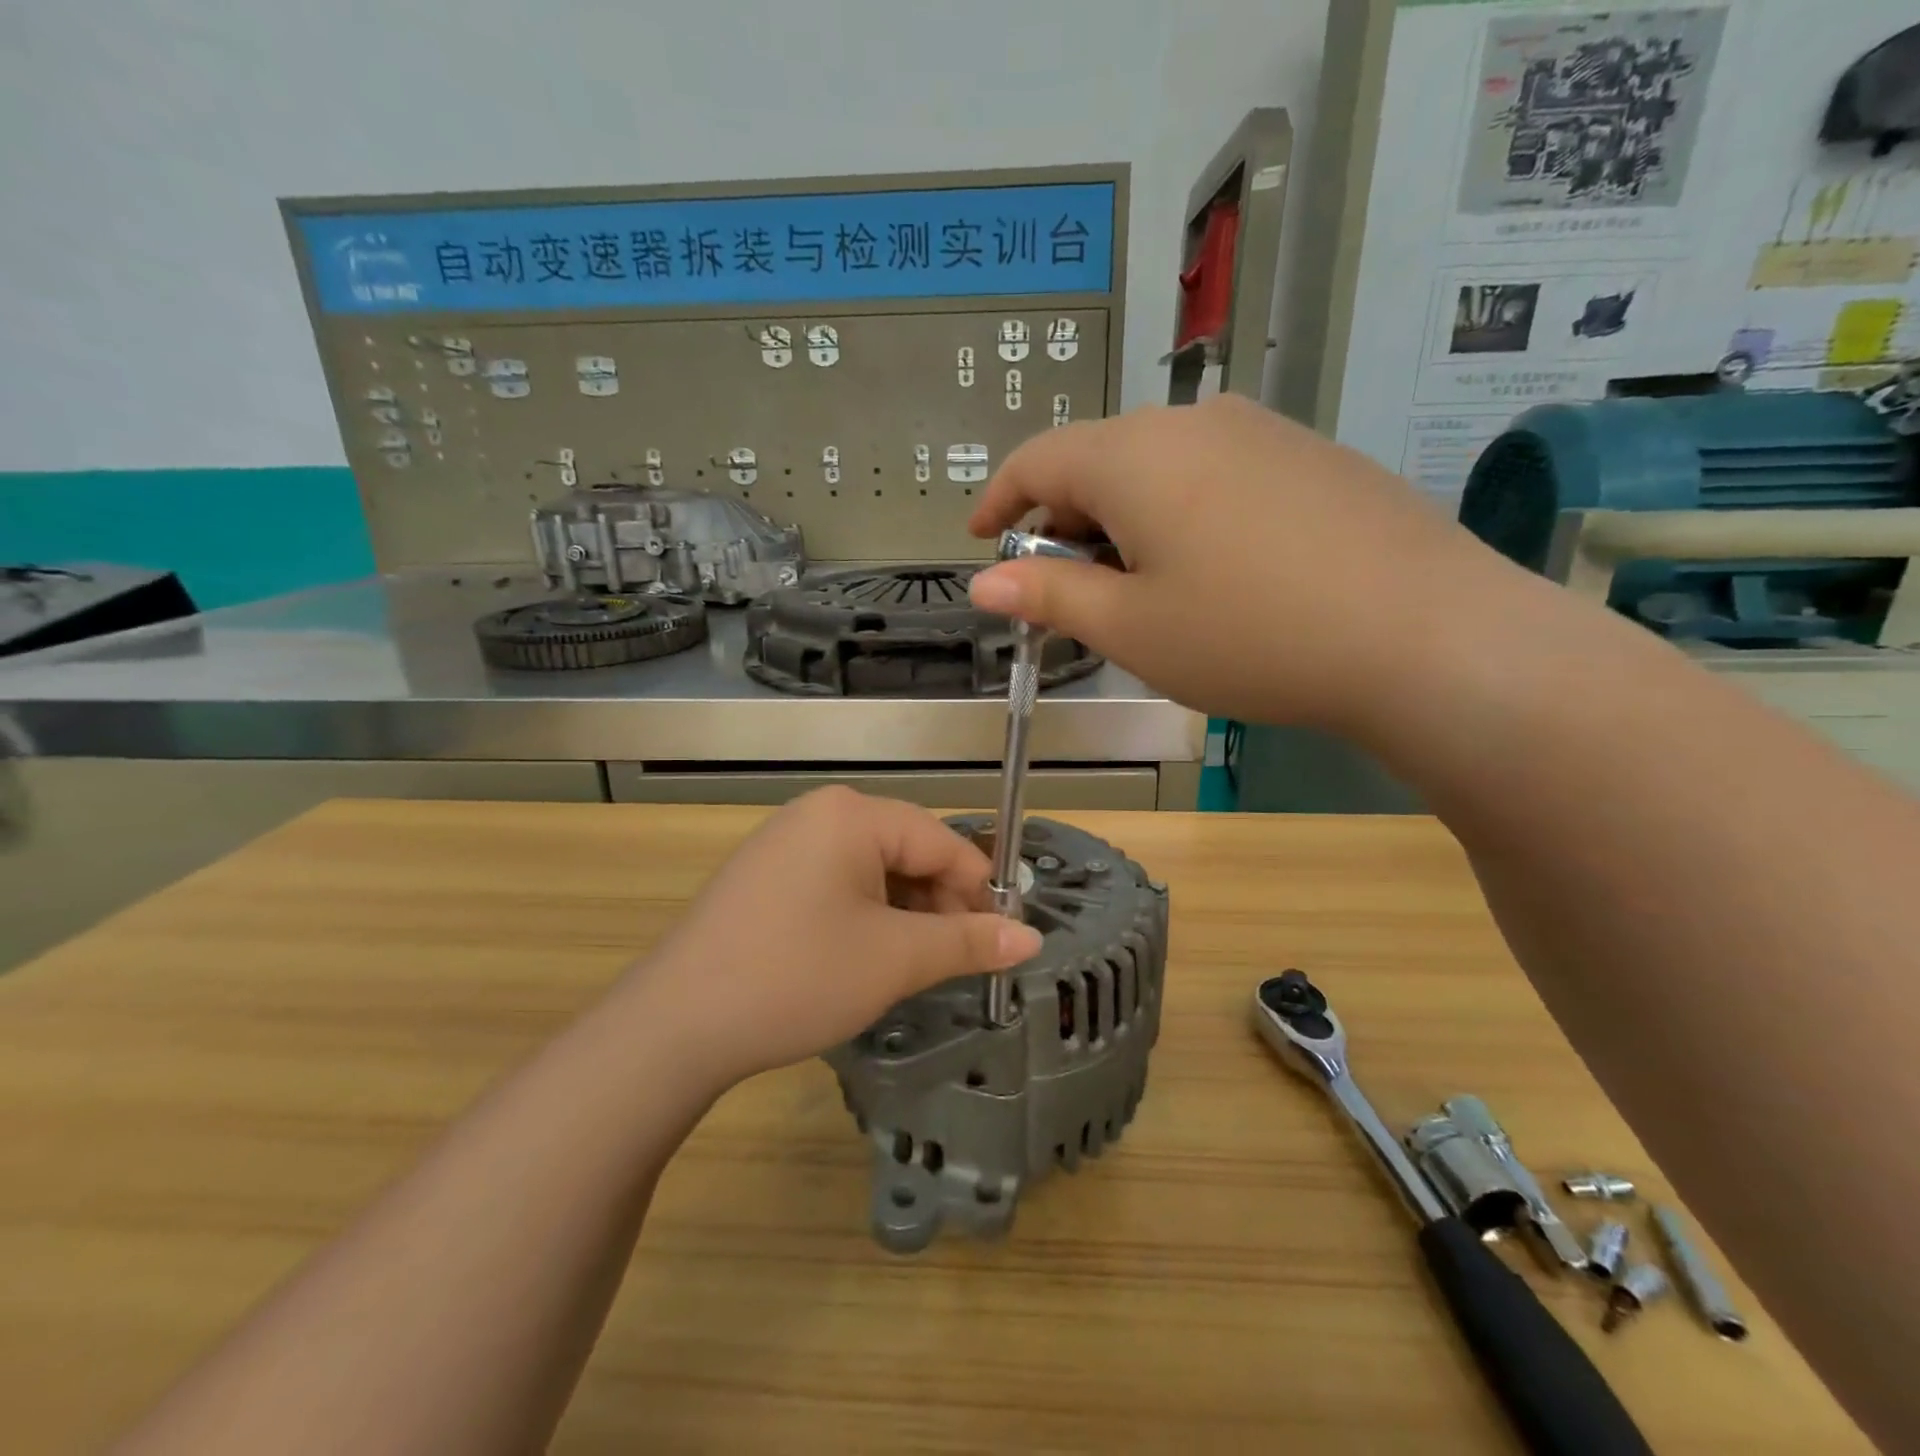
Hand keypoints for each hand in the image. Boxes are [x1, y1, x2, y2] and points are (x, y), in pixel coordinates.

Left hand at [622, 788, 1042, 1090]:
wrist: (675, 1024)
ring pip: (873, 869)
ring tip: (909, 966)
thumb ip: (968, 942)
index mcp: (853, 814)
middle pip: (907, 850)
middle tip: (953, 961)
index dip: (978, 890)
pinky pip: (836, 881)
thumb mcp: (894, 959)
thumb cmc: (797, 977)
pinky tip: (862, 956)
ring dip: (904, 913)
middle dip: (938, 904)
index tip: (1000, 941)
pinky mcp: (766, 874)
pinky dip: (865, 914)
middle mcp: (819, 812)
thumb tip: (1031, 939)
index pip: (942, 841)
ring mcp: (786, 841)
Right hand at [966, 395, 1523, 735]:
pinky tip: (1211, 571)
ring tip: (1138, 587)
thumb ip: (1049, 598)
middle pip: (1098, 460)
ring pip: (1159, 466)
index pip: (1037, 460)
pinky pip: (1215, 473)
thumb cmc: (1248, 635)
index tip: (980, 541)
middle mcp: (1192, 422)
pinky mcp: (1309, 455)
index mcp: (1133, 456)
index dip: (998, 501)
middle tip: (1065, 590)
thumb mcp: (1131, 628)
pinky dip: (1181, 514)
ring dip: (1124, 520)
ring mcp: (1260, 430)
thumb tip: (985, 585)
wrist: (1424, 635)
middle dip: (1064, 522)